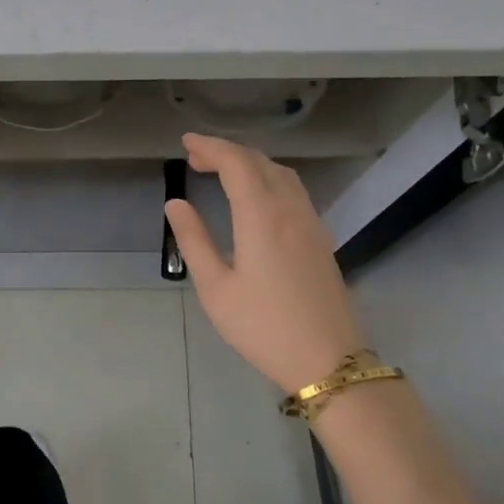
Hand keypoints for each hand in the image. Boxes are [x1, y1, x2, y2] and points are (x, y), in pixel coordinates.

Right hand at [166, 134, 366, 392]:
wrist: (327, 360)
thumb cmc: (263, 327)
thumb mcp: (216, 288)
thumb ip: (194, 241)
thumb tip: (176, 204)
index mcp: (261, 216)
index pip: (236, 163)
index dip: (210, 147)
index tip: (186, 142)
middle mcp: (290, 209)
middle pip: (260, 162)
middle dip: (227, 152)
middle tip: (196, 157)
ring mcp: (311, 223)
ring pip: (281, 174)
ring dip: (251, 164)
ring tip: (222, 172)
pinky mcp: (321, 239)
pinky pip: (294, 191)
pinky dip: (269, 179)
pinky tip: (256, 198)